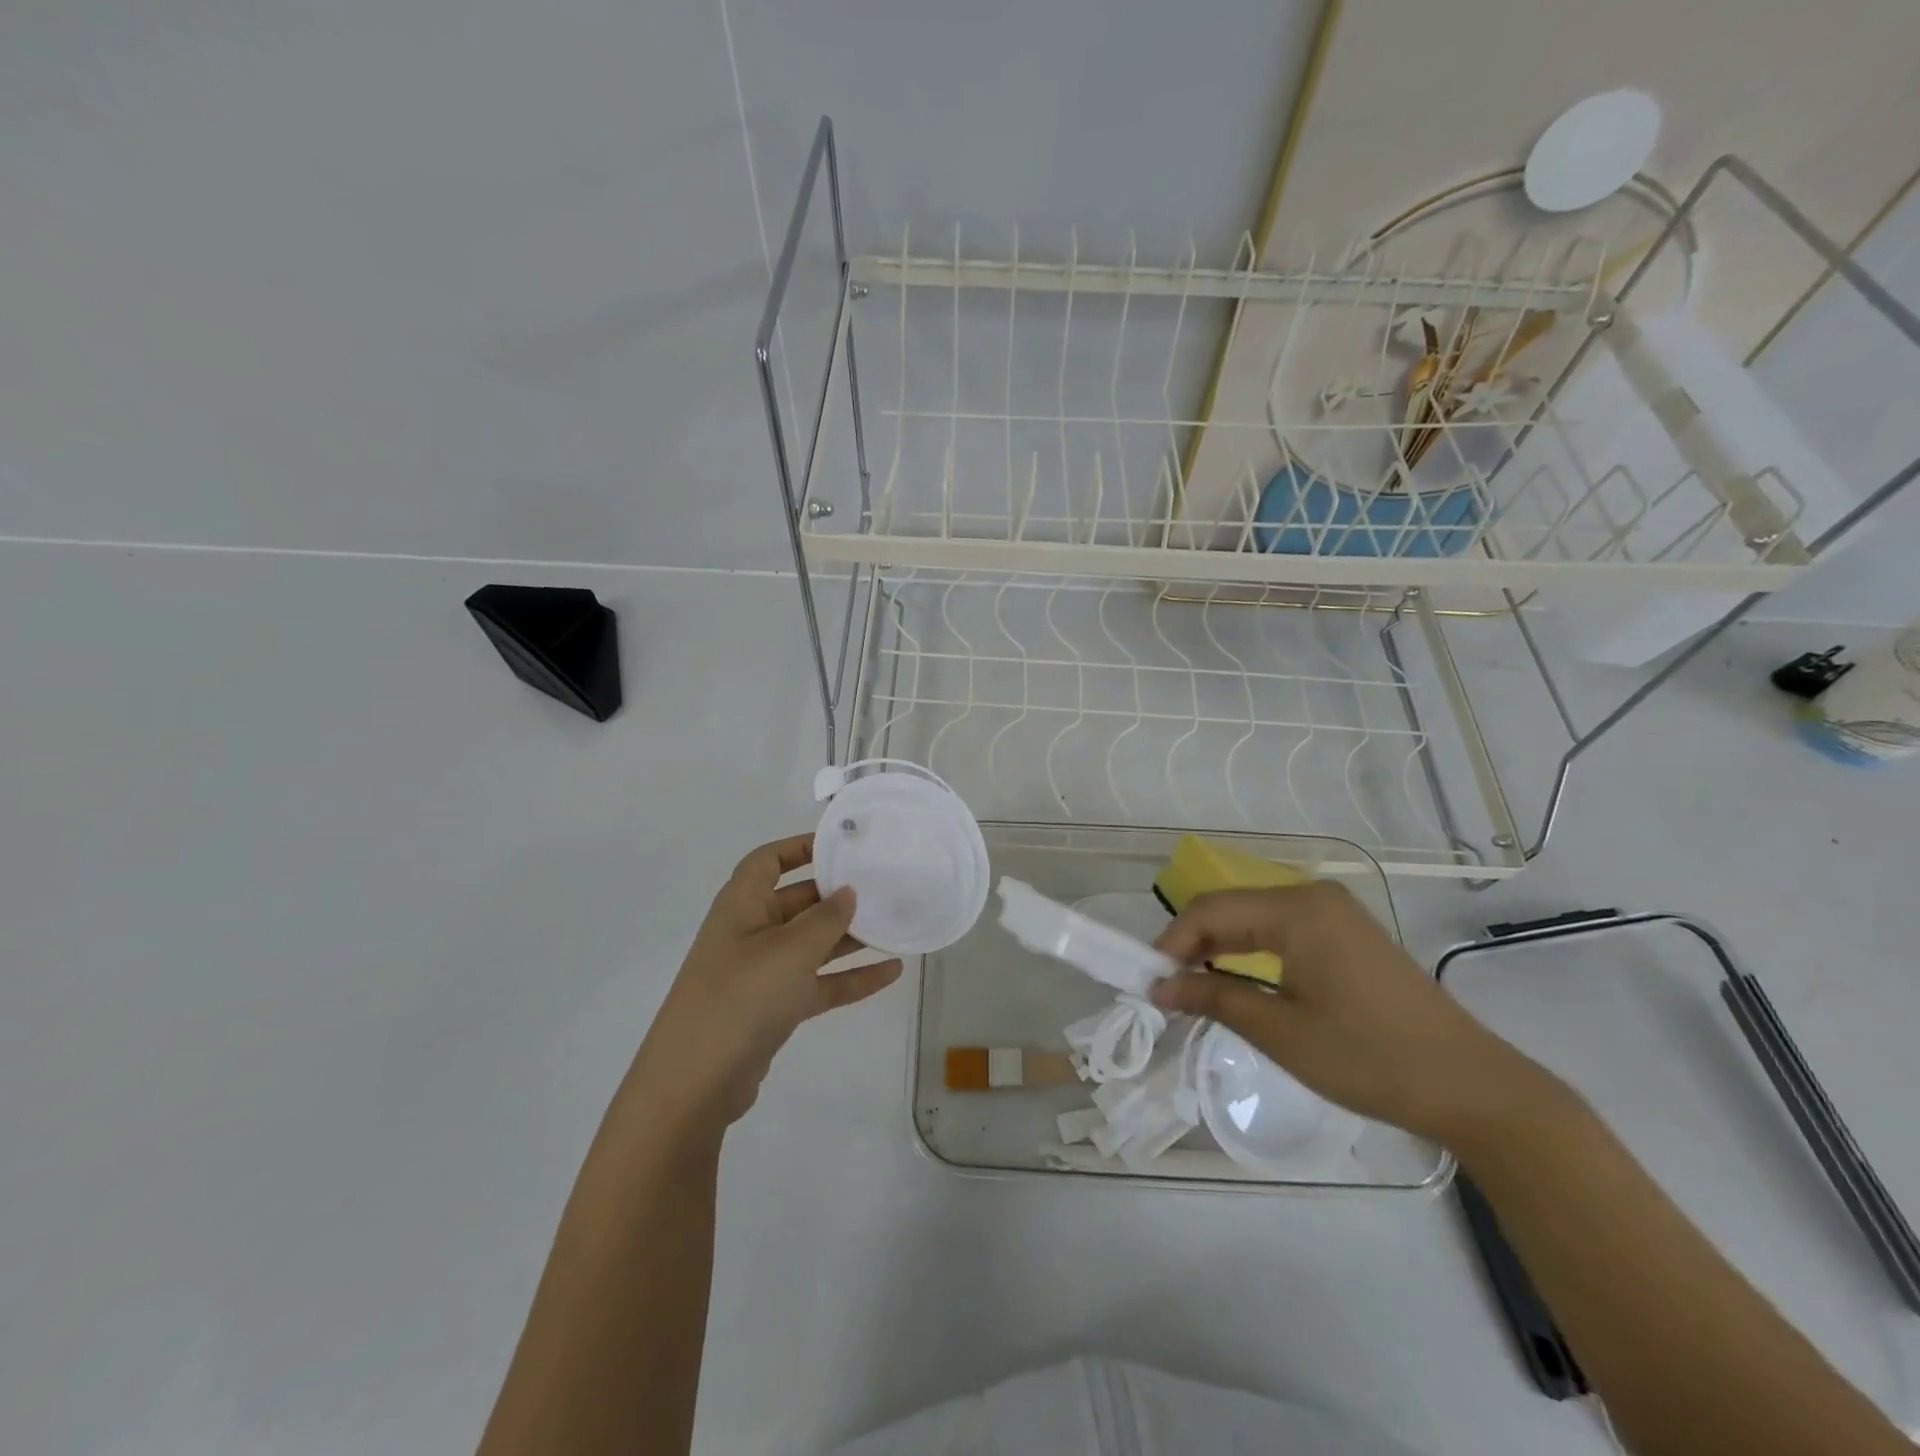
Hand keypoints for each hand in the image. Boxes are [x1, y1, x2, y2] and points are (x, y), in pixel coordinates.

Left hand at [630, 834, 902, 1126]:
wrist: (696, 1083)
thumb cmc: (741, 997)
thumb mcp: (790, 950)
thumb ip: (825, 918)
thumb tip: (847, 892)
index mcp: (742, 905)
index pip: (768, 861)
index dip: (800, 847)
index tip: (842, 845)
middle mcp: (750, 932)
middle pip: (797, 901)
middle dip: (837, 895)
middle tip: (882, 886)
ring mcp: (761, 973)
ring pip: (812, 944)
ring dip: (850, 937)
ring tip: (895, 925)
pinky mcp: (774, 1009)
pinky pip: (818, 983)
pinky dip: (850, 977)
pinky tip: (891, 973)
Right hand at [1149, 883, 1541, 1141]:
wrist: (1473, 1089)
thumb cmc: (1370, 1058)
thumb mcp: (1280, 1032)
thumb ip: (1213, 998)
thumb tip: (1158, 988)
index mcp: (1297, 908)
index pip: (1210, 911)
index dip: (1170, 944)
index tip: (1147, 985)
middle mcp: (1313, 897)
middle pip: (1230, 910)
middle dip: (1191, 947)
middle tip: (1165, 991)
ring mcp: (1334, 914)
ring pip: (1253, 921)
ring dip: (1218, 951)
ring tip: (1192, 990)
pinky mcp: (1347, 936)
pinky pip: (1280, 933)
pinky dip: (1249, 955)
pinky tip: (1236, 983)